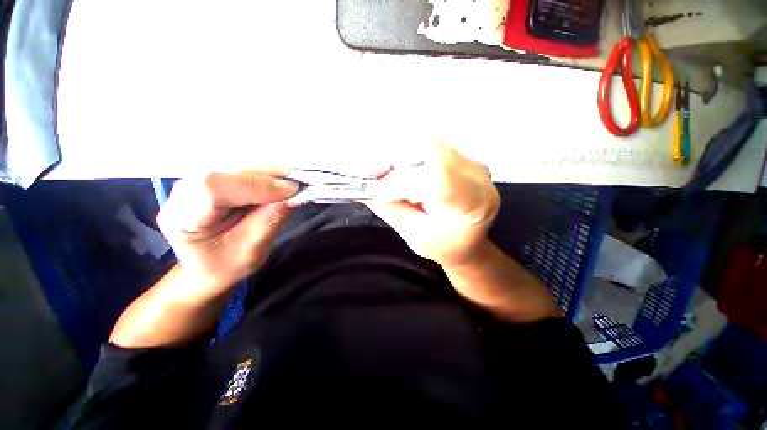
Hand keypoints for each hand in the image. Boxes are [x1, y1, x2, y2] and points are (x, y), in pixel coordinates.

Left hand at [157, 171, 298, 299]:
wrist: (208, 268)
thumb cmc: (225, 266)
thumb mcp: (250, 251)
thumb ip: (270, 221)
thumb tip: (294, 196)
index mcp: (182, 217)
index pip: (214, 187)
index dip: (256, 185)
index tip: (292, 190)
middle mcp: (184, 191)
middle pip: (230, 171)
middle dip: (271, 176)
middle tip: (302, 184)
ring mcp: (199, 180)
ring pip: (241, 166)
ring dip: (273, 174)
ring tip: (296, 184)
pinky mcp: (216, 178)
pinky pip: (245, 170)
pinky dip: (269, 176)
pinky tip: (283, 184)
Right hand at [366, 143, 499, 268]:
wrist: (468, 240)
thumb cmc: (445, 246)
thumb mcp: (415, 237)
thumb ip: (391, 210)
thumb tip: (367, 188)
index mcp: (473, 204)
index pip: (437, 178)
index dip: (400, 181)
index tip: (373, 192)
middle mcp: (477, 175)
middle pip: (430, 153)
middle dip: (394, 165)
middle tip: (372, 181)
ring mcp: (470, 161)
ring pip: (425, 145)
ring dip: (398, 160)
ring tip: (386, 180)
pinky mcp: (459, 156)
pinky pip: (426, 147)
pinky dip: (405, 158)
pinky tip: (400, 175)